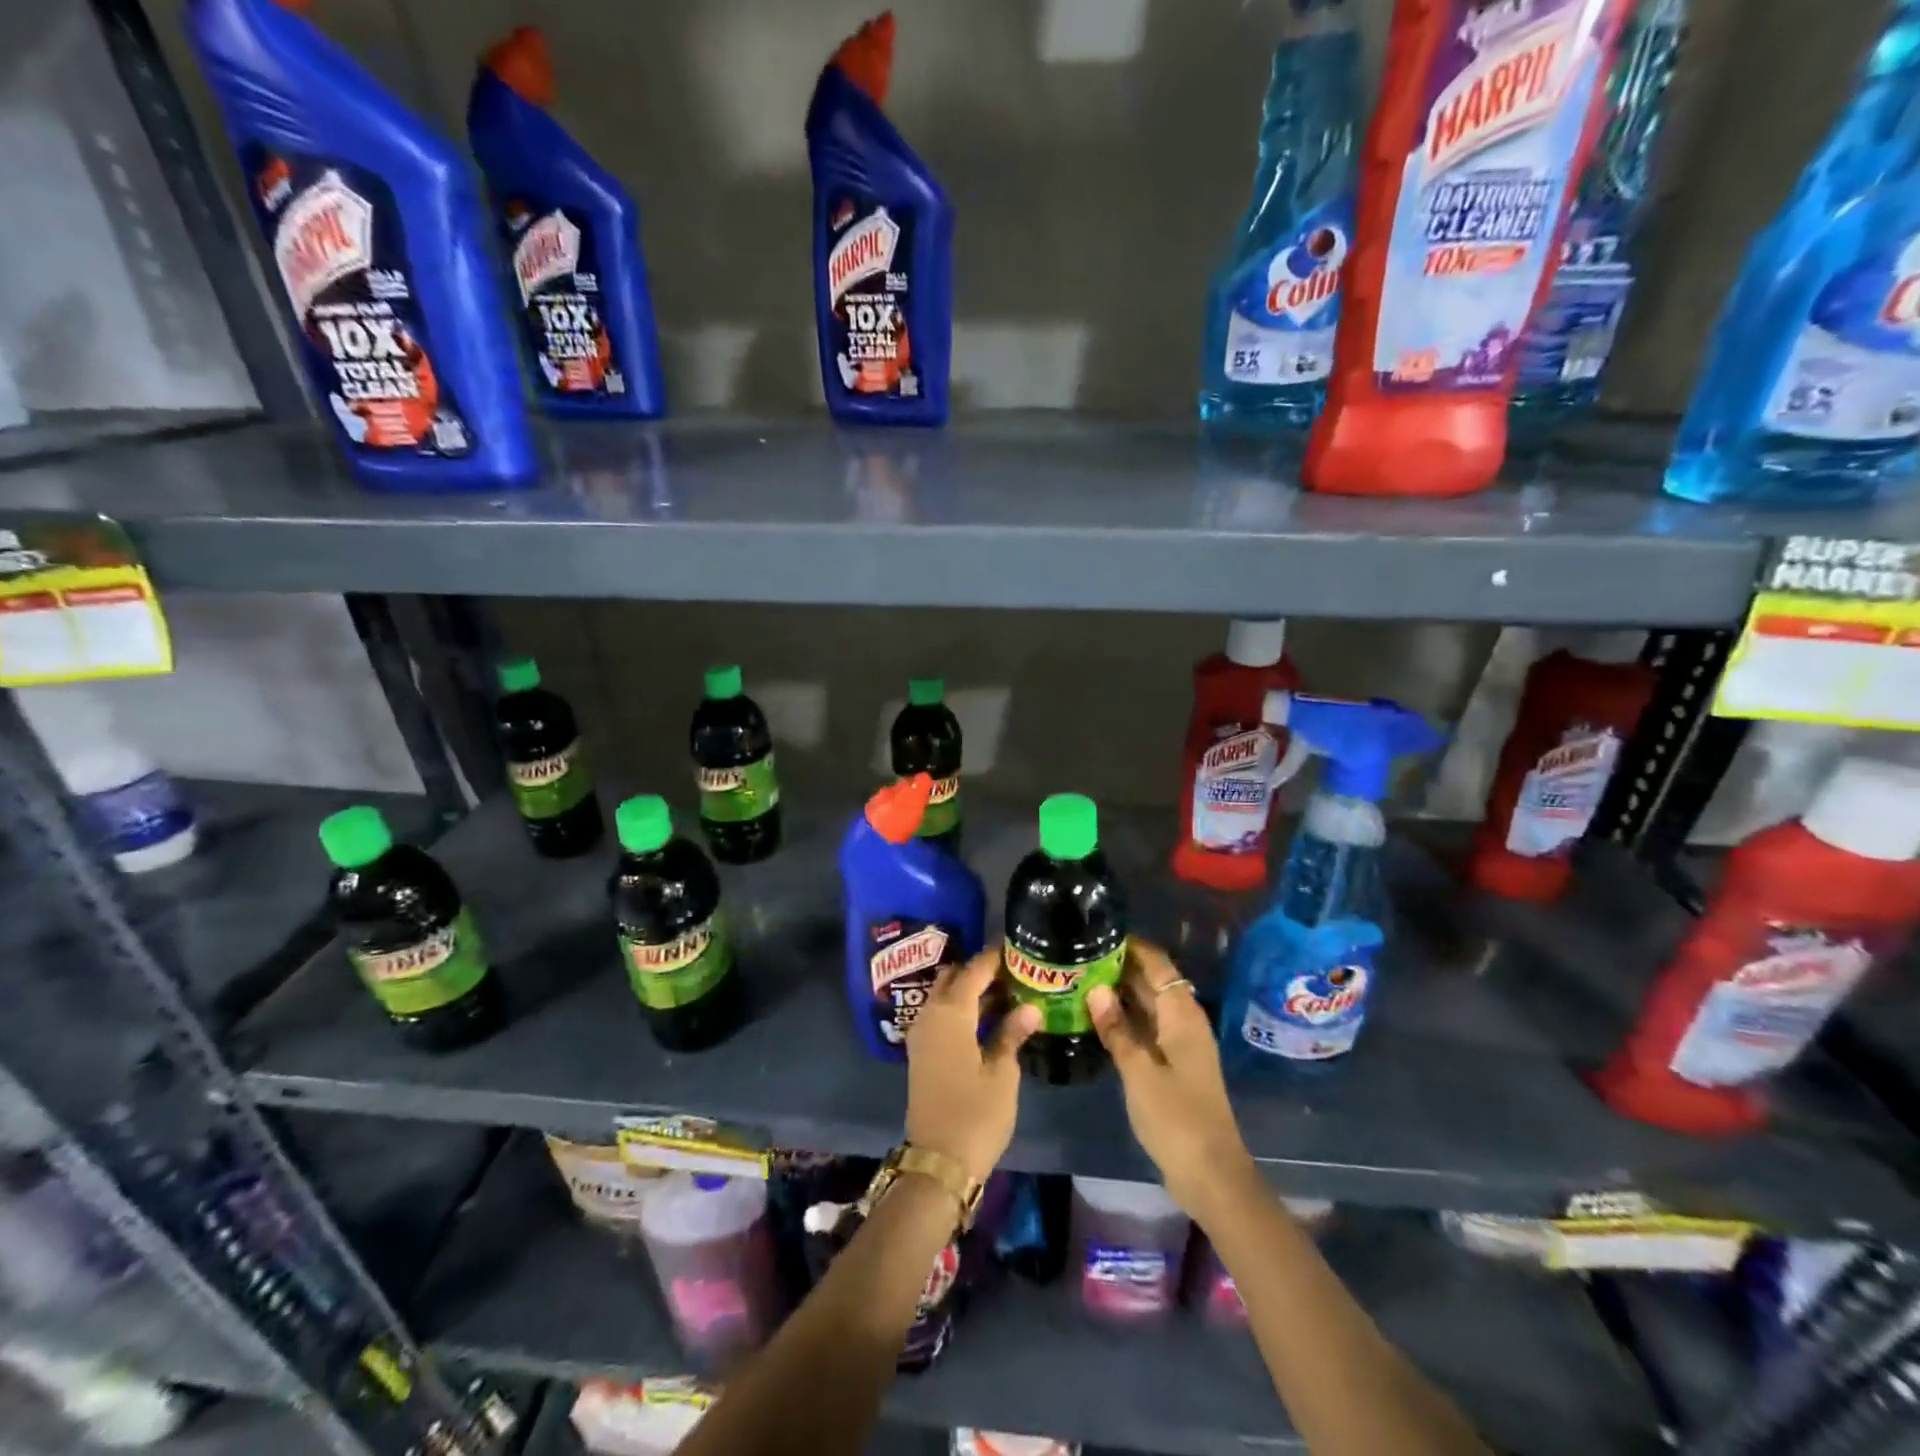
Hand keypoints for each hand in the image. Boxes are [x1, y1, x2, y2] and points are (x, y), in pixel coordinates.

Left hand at [903, 948, 1040, 1184]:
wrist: (938, 1162)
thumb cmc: (975, 1114)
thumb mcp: (1002, 1073)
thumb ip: (1012, 1034)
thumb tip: (1030, 1007)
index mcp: (951, 1013)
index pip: (974, 970)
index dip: (994, 957)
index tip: (1017, 947)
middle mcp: (931, 1014)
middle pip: (954, 978)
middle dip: (980, 970)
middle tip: (1013, 972)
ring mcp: (922, 1034)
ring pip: (945, 996)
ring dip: (970, 990)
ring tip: (1006, 991)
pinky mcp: (922, 1052)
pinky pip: (941, 1015)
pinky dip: (961, 1008)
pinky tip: (986, 1018)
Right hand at [1086, 941, 1257, 1222]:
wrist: (1210, 1173)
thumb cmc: (1176, 1117)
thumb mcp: (1139, 1071)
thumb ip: (1116, 1029)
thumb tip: (1095, 989)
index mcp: (1181, 1014)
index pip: (1157, 964)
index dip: (1131, 946)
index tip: (1097, 934)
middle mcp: (1183, 1021)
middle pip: (1153, 982)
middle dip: (1120, 968)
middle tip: (1079, 956)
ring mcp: (1179, 1044)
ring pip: (1148, 1006)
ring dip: (1120, 994)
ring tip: (1080, 981)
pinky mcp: (1173, 1065)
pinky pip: (1147, 1028)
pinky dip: (1125, 1019)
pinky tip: (1097, 1019)